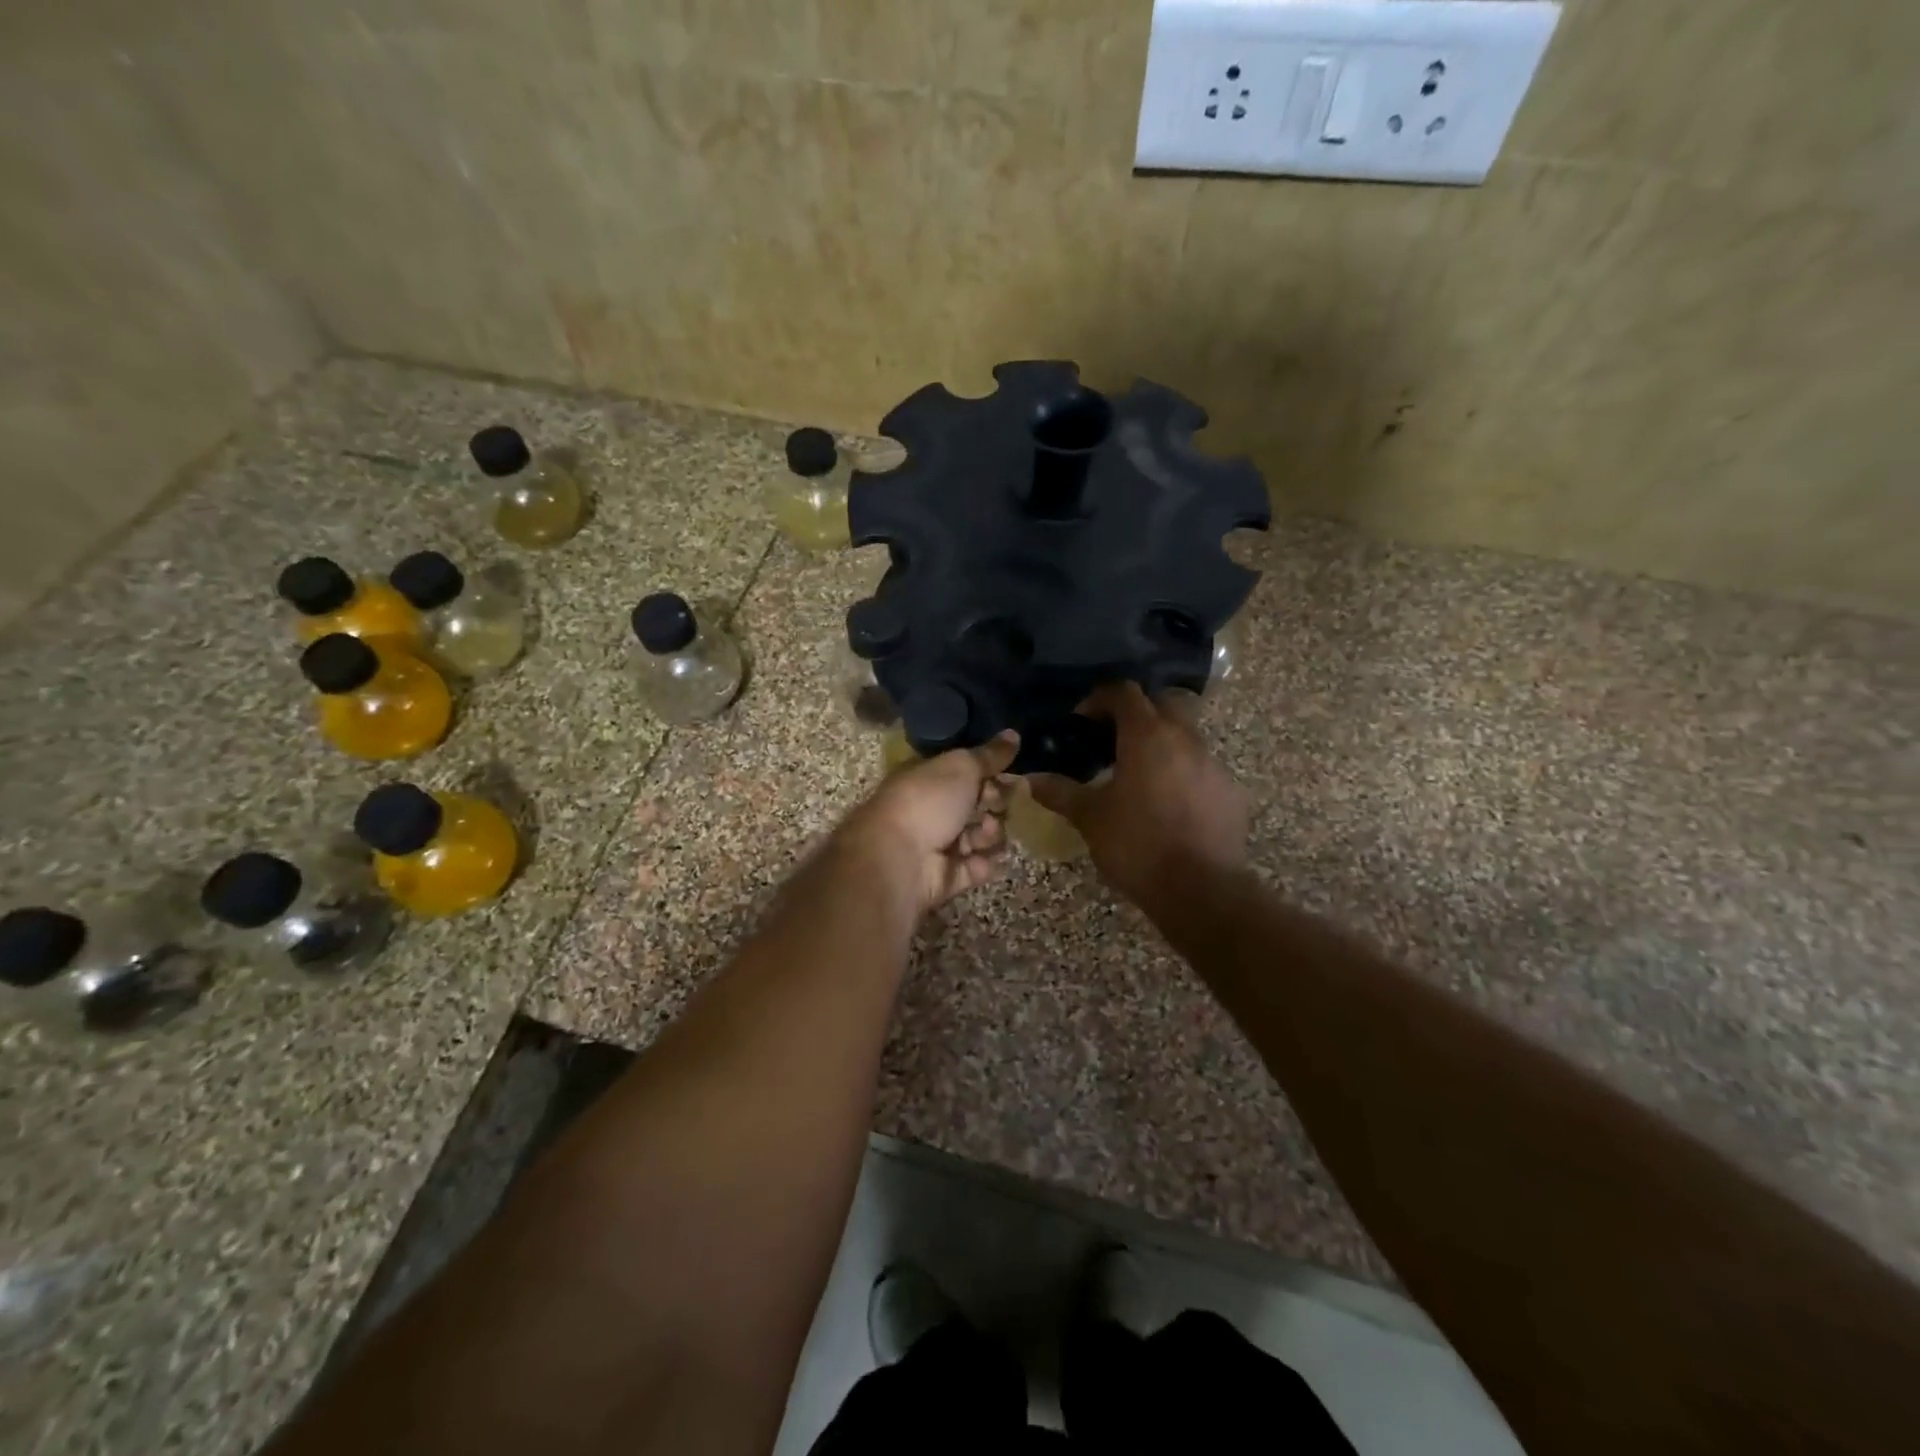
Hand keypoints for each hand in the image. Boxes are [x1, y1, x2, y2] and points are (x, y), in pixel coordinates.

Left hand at [839, 732, 1019, 914]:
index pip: (968, 774)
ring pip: (981, 837)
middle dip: (994, 805)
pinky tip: (985, 859)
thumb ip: (990, 755)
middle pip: (978, 805)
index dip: (991, 774)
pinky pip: (976, 868)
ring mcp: (939, 846)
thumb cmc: (927, 802)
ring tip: (983, 834)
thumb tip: (1014, 734)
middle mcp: (932, 810)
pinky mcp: (947, 877)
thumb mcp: (961, 767)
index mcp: (929, 779)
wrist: (897, 859)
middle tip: (994, 805)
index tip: (1009, 776)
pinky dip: (983, 864)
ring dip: (990, 834)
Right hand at [1031, 683, 1246, 913]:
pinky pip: (1203, 768)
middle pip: (1161, 703)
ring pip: (1186, 735)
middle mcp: (1185, 739)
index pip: (1124, 692)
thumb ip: (1060, 792)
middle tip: (1111, 741)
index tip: (1081, 722)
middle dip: (1136, 714)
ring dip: (1161, 743)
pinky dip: (1183, 773)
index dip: (1099, 699)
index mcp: (1147, 736)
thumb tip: (1030, 779)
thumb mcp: (1090, 818)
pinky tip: (1169, 804)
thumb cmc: (1137, 846)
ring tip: (1139, 775)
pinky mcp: (1231, 792)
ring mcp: (1213, 764)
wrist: (1200, 891)